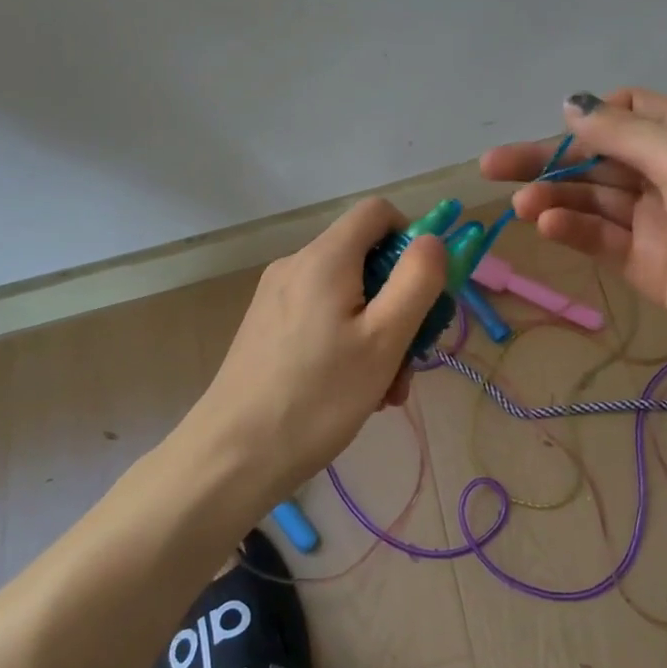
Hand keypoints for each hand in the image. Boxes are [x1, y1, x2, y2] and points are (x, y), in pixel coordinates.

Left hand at [186, 197, 448, 488]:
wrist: (234, 455)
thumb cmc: (319, 396)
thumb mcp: (385, 339)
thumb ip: (417, 281)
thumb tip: (432, 240)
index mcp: (325, 258)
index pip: (378, 212)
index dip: (411, 239)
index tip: (423, 292)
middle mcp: (296, 265)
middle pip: (365, 259)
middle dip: (399, 303)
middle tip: (409, 359)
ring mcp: (276, 297)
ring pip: (347, 295)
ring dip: (377, 334)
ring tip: (384, 390)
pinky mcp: (267, 327)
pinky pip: (322, 317)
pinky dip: (348, 343)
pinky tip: (353, 393)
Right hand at [480, 89, 666, 384]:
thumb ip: (624, 134)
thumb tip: (570, 105)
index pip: (629, 113)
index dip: (592, 116)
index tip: (561, 124)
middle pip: (597, 160)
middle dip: (548, 160)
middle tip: (493, 166)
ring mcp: (656, 225)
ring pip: (592, 202)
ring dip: (554, 198)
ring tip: (520, 204)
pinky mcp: (648, 268)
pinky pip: (601, 241)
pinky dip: (572, 231)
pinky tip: (546, 223)